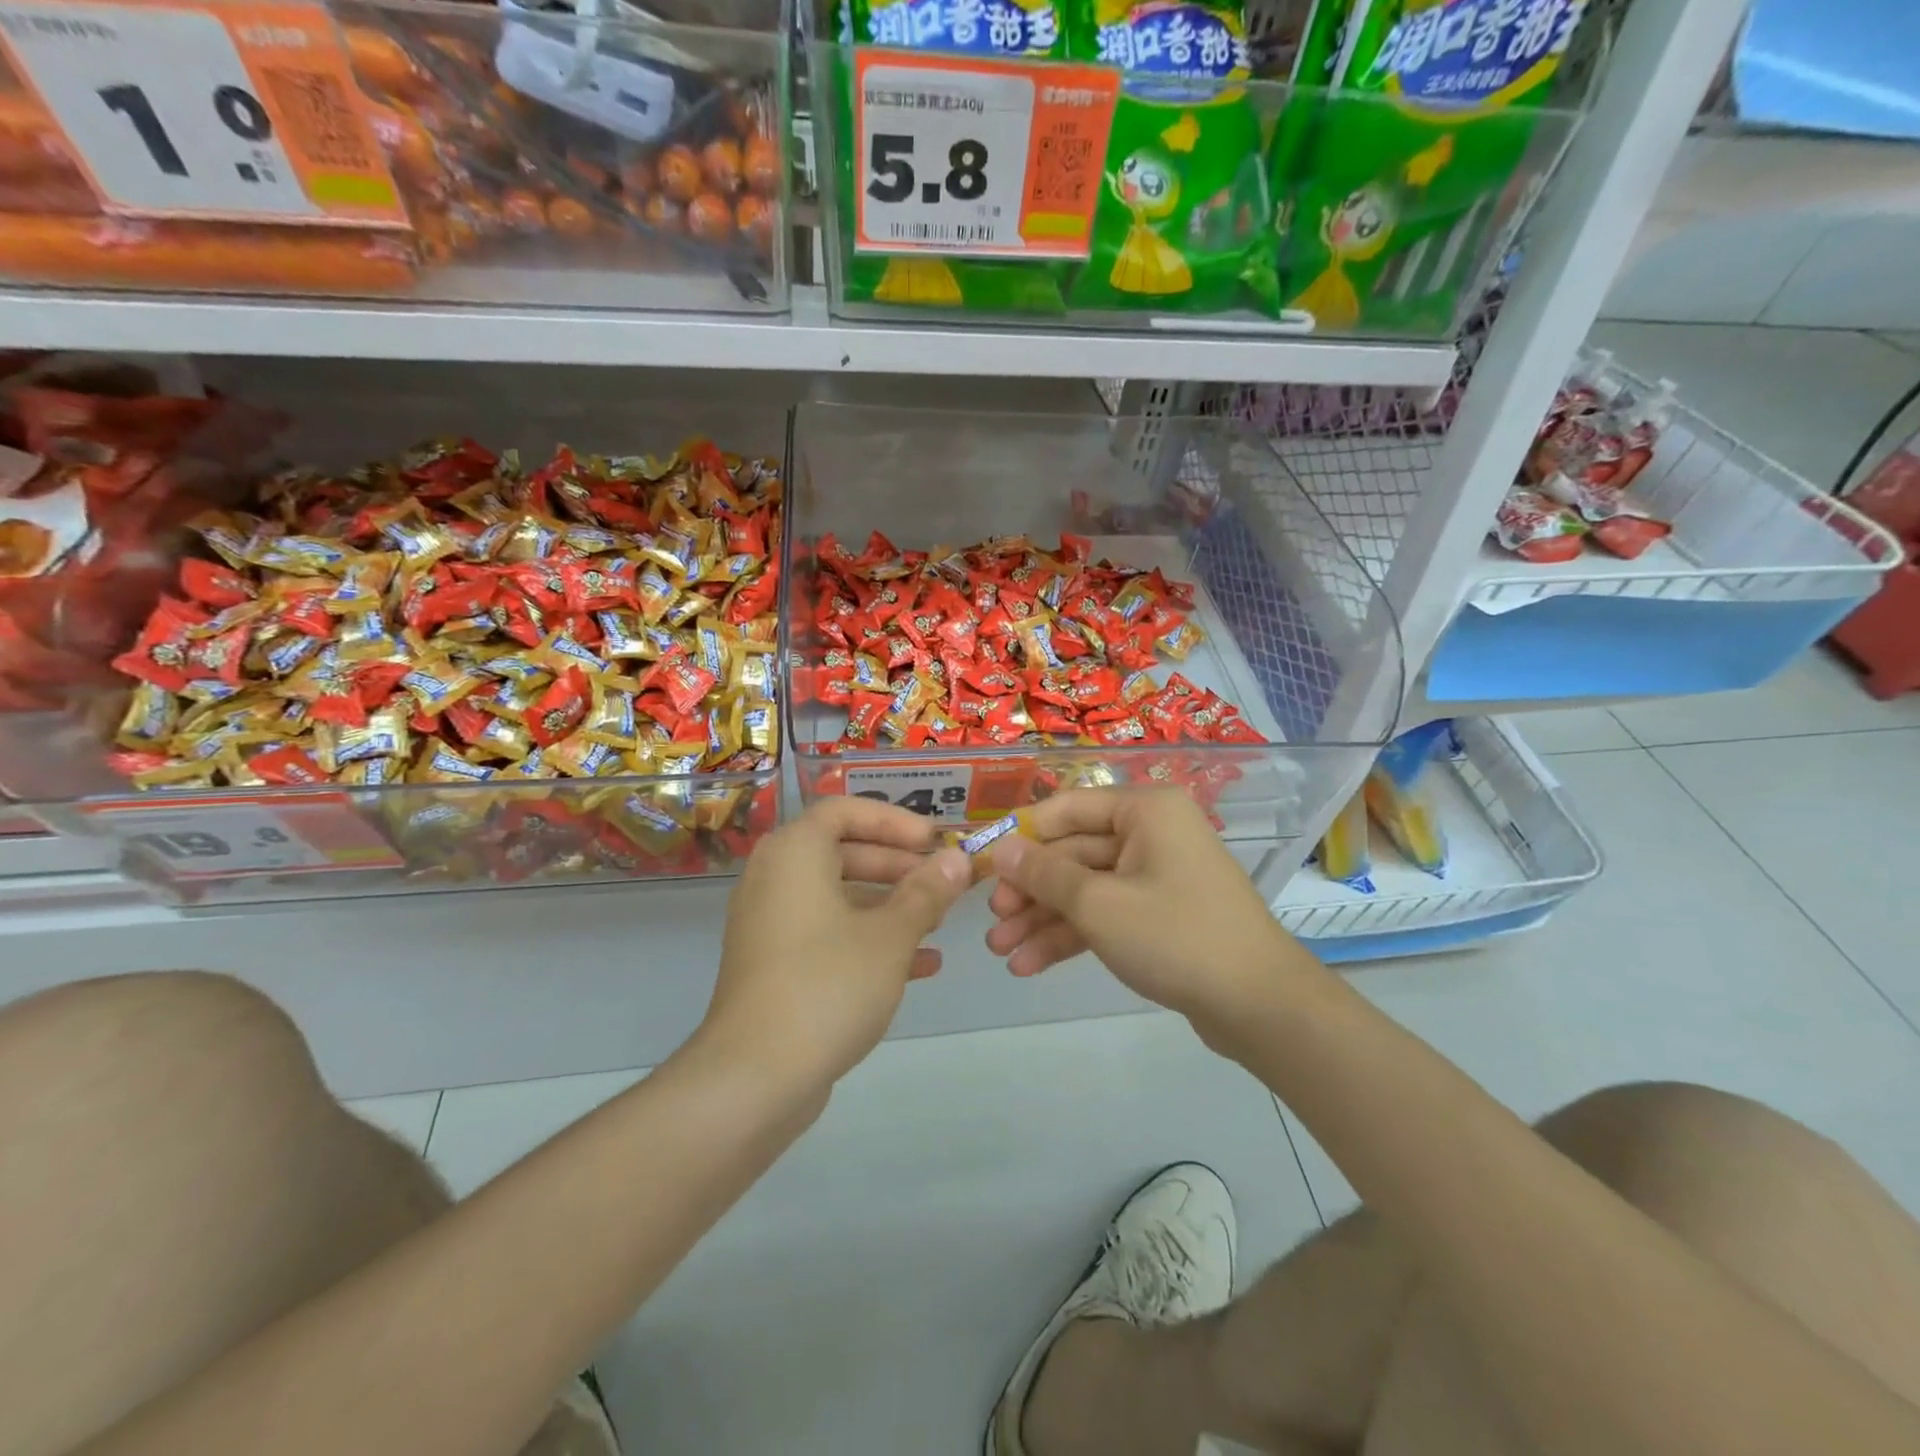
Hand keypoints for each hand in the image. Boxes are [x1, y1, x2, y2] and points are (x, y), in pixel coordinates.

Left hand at [701, 798, 970, 1089]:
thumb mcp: (890, 935)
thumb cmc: (828, 985)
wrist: (754, 1077)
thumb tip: (957, 860)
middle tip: (942, 881)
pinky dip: (868, 938)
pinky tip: (920, 965)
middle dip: (898, 865)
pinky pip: (827, 932)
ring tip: (938, 921)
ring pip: (838, 895)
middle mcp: (774, 878)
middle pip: (842, 851)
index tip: (934, 841)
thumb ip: (926, 892)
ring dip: (889, 904)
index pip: (844, 810)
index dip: (894, 820)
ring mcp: (770, 923)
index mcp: (794, 853)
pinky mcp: (774, 964)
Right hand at [985, 788, 1321, 1049]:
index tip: (982, 864)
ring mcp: (1156, 875)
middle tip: (992, 922)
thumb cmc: (1175, 936)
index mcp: (1144, 810)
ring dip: (1043, 919)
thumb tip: (1001, 848)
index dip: (1021, 835)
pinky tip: (1031, 965)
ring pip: (1085, 888)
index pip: (1066, 808)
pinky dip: (1072, 936)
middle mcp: (1151, 833)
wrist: (1260, 1006)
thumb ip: (1044, 874)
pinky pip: (1106, 913)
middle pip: (1073, 852)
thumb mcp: (1099, 904)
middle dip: (1030, 891)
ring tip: (1002, 952)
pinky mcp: (1159, 914)